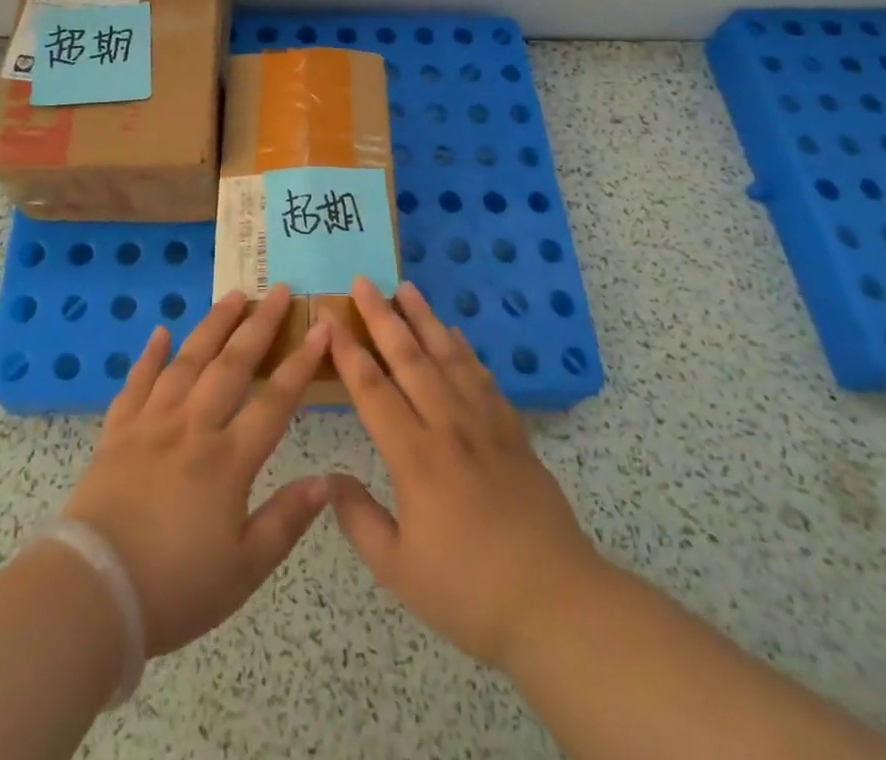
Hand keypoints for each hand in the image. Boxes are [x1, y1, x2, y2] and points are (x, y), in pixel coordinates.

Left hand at [62, 284, 330, 655]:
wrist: (93, 592)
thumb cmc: (175, 586)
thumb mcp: (244, 569)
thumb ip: (287, 520)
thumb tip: (328, 480)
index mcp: (228, 460)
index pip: (274, 400)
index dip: (300, 362)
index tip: (319, 327)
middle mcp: (193, 427)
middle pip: (232, 365)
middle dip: (258, 325)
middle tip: (278, 291)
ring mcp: (152, 424)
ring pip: (187, 362)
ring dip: (212, 325)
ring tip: (232, 296)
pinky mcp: (117, 432)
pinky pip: (136, 383)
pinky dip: (148, 355)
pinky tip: (160, 332)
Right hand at [325, 277, 604, 669]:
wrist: (556, 604)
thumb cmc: (469, 591)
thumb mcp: (399, 569)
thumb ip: (358, 519)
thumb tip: (329, 478)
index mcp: (415, 458)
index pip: (373, 391)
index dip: (348, 352)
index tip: (330, 318)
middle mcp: (448, 427)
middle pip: (409, 359)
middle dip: (383, 317)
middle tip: (364, 281)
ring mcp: (485, 425)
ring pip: (448, 358)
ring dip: (424, 320)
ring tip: (406, 288)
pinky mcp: (513, 433)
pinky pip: (483, 378)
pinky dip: (465, 350)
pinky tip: (455, 334)